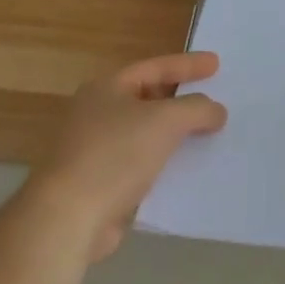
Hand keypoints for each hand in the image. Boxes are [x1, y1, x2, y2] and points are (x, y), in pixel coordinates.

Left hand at [34, 52, 227, 261]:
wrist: (67, 219)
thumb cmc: (115, 155)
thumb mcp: (166, 121)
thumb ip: (197, 109)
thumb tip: (216, 110)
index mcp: (107, 88)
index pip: (155, 67)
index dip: (188, 65)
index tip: (217, 64)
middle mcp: (97, 113)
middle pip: (149, 98)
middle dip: (182, 99)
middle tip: (213, 97)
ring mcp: (95, 150)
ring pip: (145, 133)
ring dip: (175, 134)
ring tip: (207, 134)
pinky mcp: (99, 185)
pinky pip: (141, 164)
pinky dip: (164, 163)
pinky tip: (186, 170)